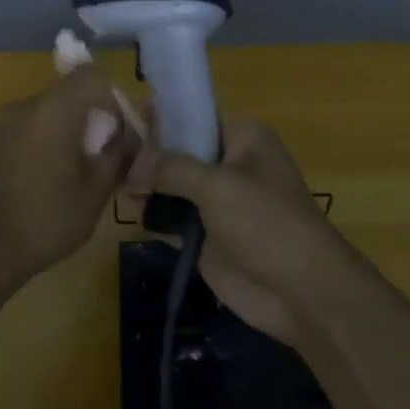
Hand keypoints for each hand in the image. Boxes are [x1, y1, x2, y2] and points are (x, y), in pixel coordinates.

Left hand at [0, 67, 137, 280]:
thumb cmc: (45, 219)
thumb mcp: (95, 193)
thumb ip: (115, 156)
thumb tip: (123, 139)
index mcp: (53, 110)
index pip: (90, 76)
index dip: (110, 98)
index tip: (114, 133)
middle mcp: (22, 107)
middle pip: (65, 96)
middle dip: (87, 120)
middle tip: (96, 159)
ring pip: (42, 116)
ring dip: (61, 135)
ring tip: (67, 177)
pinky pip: (21, 133)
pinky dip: (36, 147)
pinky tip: (37, 186)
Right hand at [133, 118, 355, 343]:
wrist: (301, 293)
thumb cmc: (267, 223)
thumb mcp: (218, 186)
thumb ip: (171, 168)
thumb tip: (132, 165)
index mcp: (241, 137)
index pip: (192, 116)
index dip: (158, 117)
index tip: (120, 122)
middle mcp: (226, 163)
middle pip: (175, 150)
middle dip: (145, 155)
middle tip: (108, 160)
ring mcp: (214, 201)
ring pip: (168, 184)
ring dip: (143, 186)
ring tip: (113, 186)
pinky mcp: (204, 235)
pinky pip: (169, 217)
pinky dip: (150, 215)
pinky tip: (125, 212)